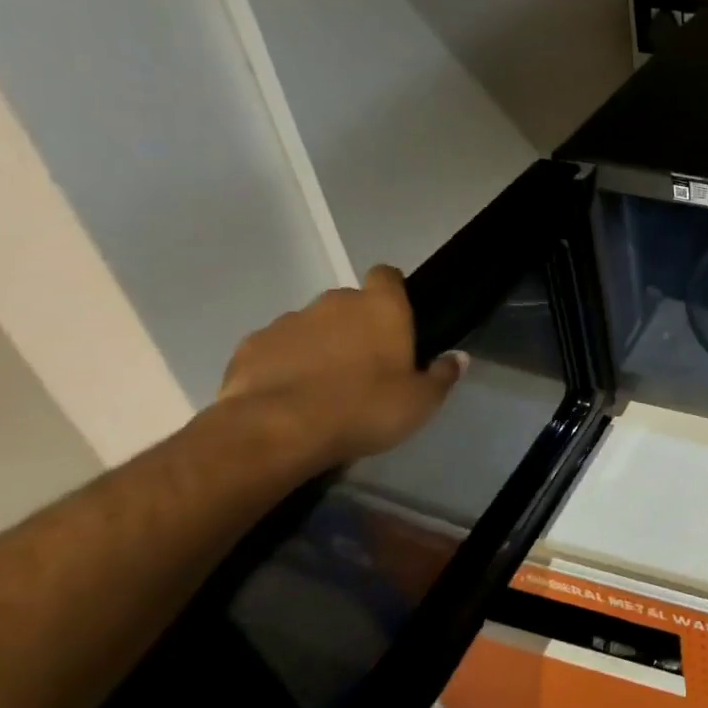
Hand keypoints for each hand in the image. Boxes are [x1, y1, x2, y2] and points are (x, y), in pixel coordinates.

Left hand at [217, 265, 465, 467]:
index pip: (388, 276)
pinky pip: (274, 349)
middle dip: (355, 326)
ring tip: (322, 386)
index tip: (396, 318)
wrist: (277, 431)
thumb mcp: (421, 401)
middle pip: (348, 303)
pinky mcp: (250, 346)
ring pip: (310, 326)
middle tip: (364, 364)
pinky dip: (282, 365)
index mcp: (381, 307)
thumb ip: (442, 375)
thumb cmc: (365, 408)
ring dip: (318, 345)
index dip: (392, 291)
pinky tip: (287, 396)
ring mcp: (287, 322)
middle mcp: (335, 303)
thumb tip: (458, 357)